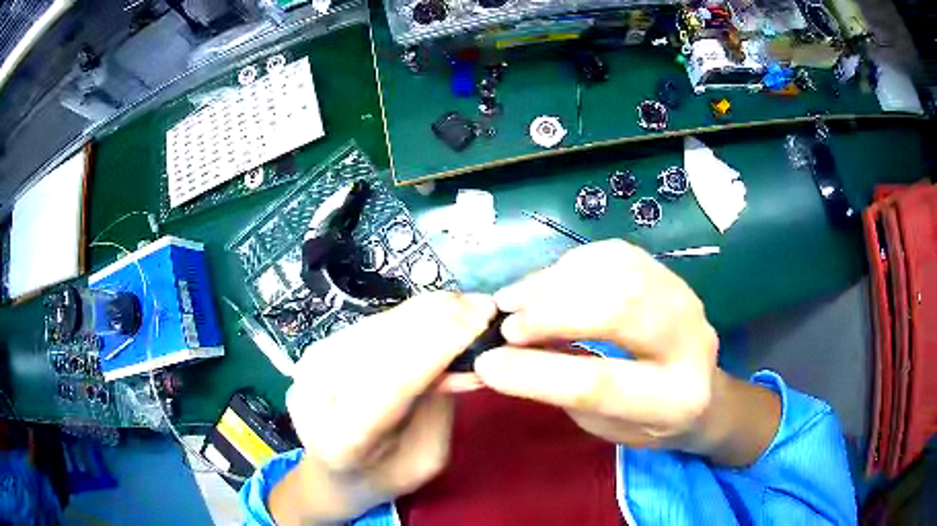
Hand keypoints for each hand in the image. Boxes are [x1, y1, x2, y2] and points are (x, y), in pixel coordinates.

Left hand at [270, 292, 496, 523]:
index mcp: (343, 438)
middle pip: (383, 344)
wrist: (332, 472)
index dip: (439, 345)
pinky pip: (371, 326)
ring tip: (466, 303)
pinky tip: (437, 311)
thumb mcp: (427, 456)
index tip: (482, 318)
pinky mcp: (318, 348)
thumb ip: (440, 406)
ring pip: (378, 326)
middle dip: (438, 319)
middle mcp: (316, 393)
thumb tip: (461, 351)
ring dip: (426, 311)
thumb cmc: (385, 475)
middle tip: (484, 304)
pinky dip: (408, 316)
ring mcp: (312, 365)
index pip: (394, 381)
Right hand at [474, 240, 778, 465]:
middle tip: (506, 324)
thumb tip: (499, 356)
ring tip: (515, 299)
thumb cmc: (647, 422)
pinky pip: (617, 255)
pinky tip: (548, 282)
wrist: (701, 393)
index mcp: (674, 400)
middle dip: (552, 313)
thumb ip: (563, 390)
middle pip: (620, 310)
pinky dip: (573, 265)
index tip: (488, 363)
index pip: (601, 384)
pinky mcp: (670, 274)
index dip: (537, 374)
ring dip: (556, 282)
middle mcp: (691, 342)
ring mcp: (685, 299)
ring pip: (618, 273)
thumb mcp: (605, 425)